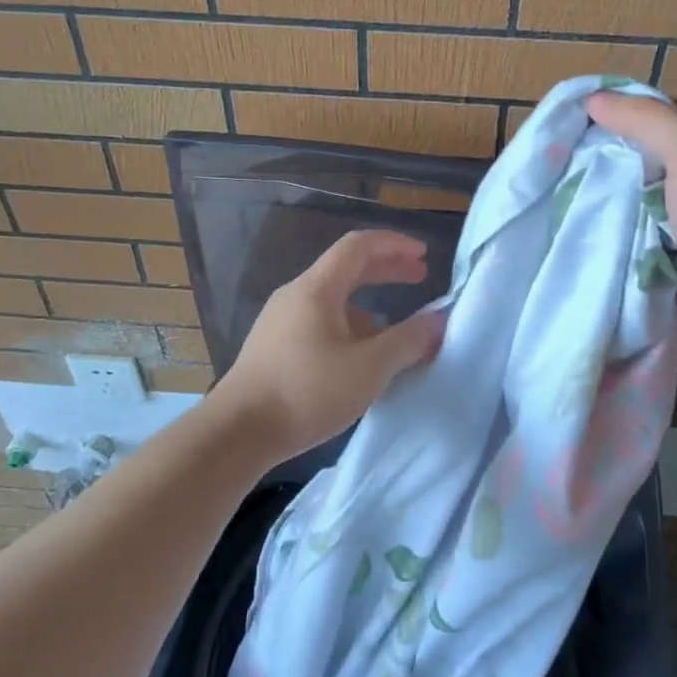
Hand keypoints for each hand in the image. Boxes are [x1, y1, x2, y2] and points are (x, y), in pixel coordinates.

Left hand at [219, 229, 447, 459]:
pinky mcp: (274, 347)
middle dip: (386, 270)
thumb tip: (440, 321)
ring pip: (334, 300)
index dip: (394, 244)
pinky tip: (361, 362)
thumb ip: (408, 341)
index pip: (359, 246)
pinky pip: (321, 323)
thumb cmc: (306, 391)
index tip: (424, 255)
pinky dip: (350, 328)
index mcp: (317, 288)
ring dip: (370, 307)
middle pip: (346, 268)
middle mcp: (296, 295)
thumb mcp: (369, 368)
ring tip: (397, 335)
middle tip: (419, 278)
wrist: (237, 432)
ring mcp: (281, 321)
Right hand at [586, 89, 676, 357]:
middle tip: (585, 152)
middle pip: (669, 144)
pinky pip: (656, 222)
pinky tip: (603, 220)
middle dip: (629, 147)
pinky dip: (633, 220)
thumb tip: (595, 99)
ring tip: (586, 183)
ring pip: (659, 185)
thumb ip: (644, 118)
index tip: (597, 119)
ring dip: (627, 186)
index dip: (642, 106)